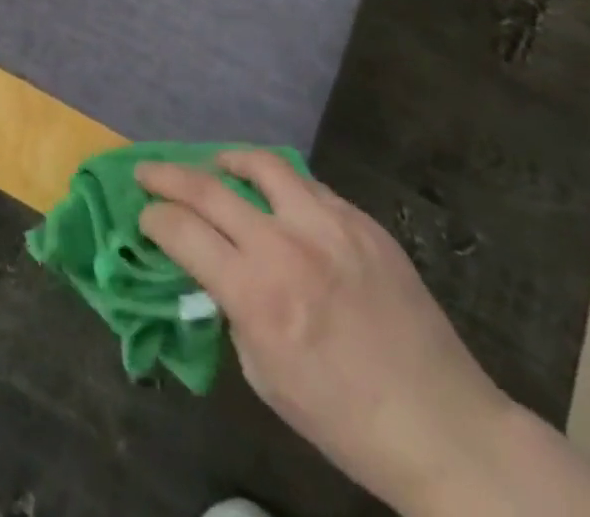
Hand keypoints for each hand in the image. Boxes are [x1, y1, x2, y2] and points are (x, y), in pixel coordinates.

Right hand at [137, 151, 515, 515]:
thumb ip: (231, 309)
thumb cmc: (343, 418)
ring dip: (226, 161)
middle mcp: (285, 247)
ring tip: (215, 165)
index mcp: (256, 294)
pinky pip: (308, 187)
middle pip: (206, 187)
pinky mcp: (362, 222)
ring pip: (261, 164)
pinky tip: (277, 200)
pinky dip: (280, 186)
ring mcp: (328, 226)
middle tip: (147, 172)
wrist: (444, 428)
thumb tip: (212, 268)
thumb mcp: (264, 375)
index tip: (145, 218)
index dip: (153, 219)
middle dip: (165, 175)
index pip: (180, 230)